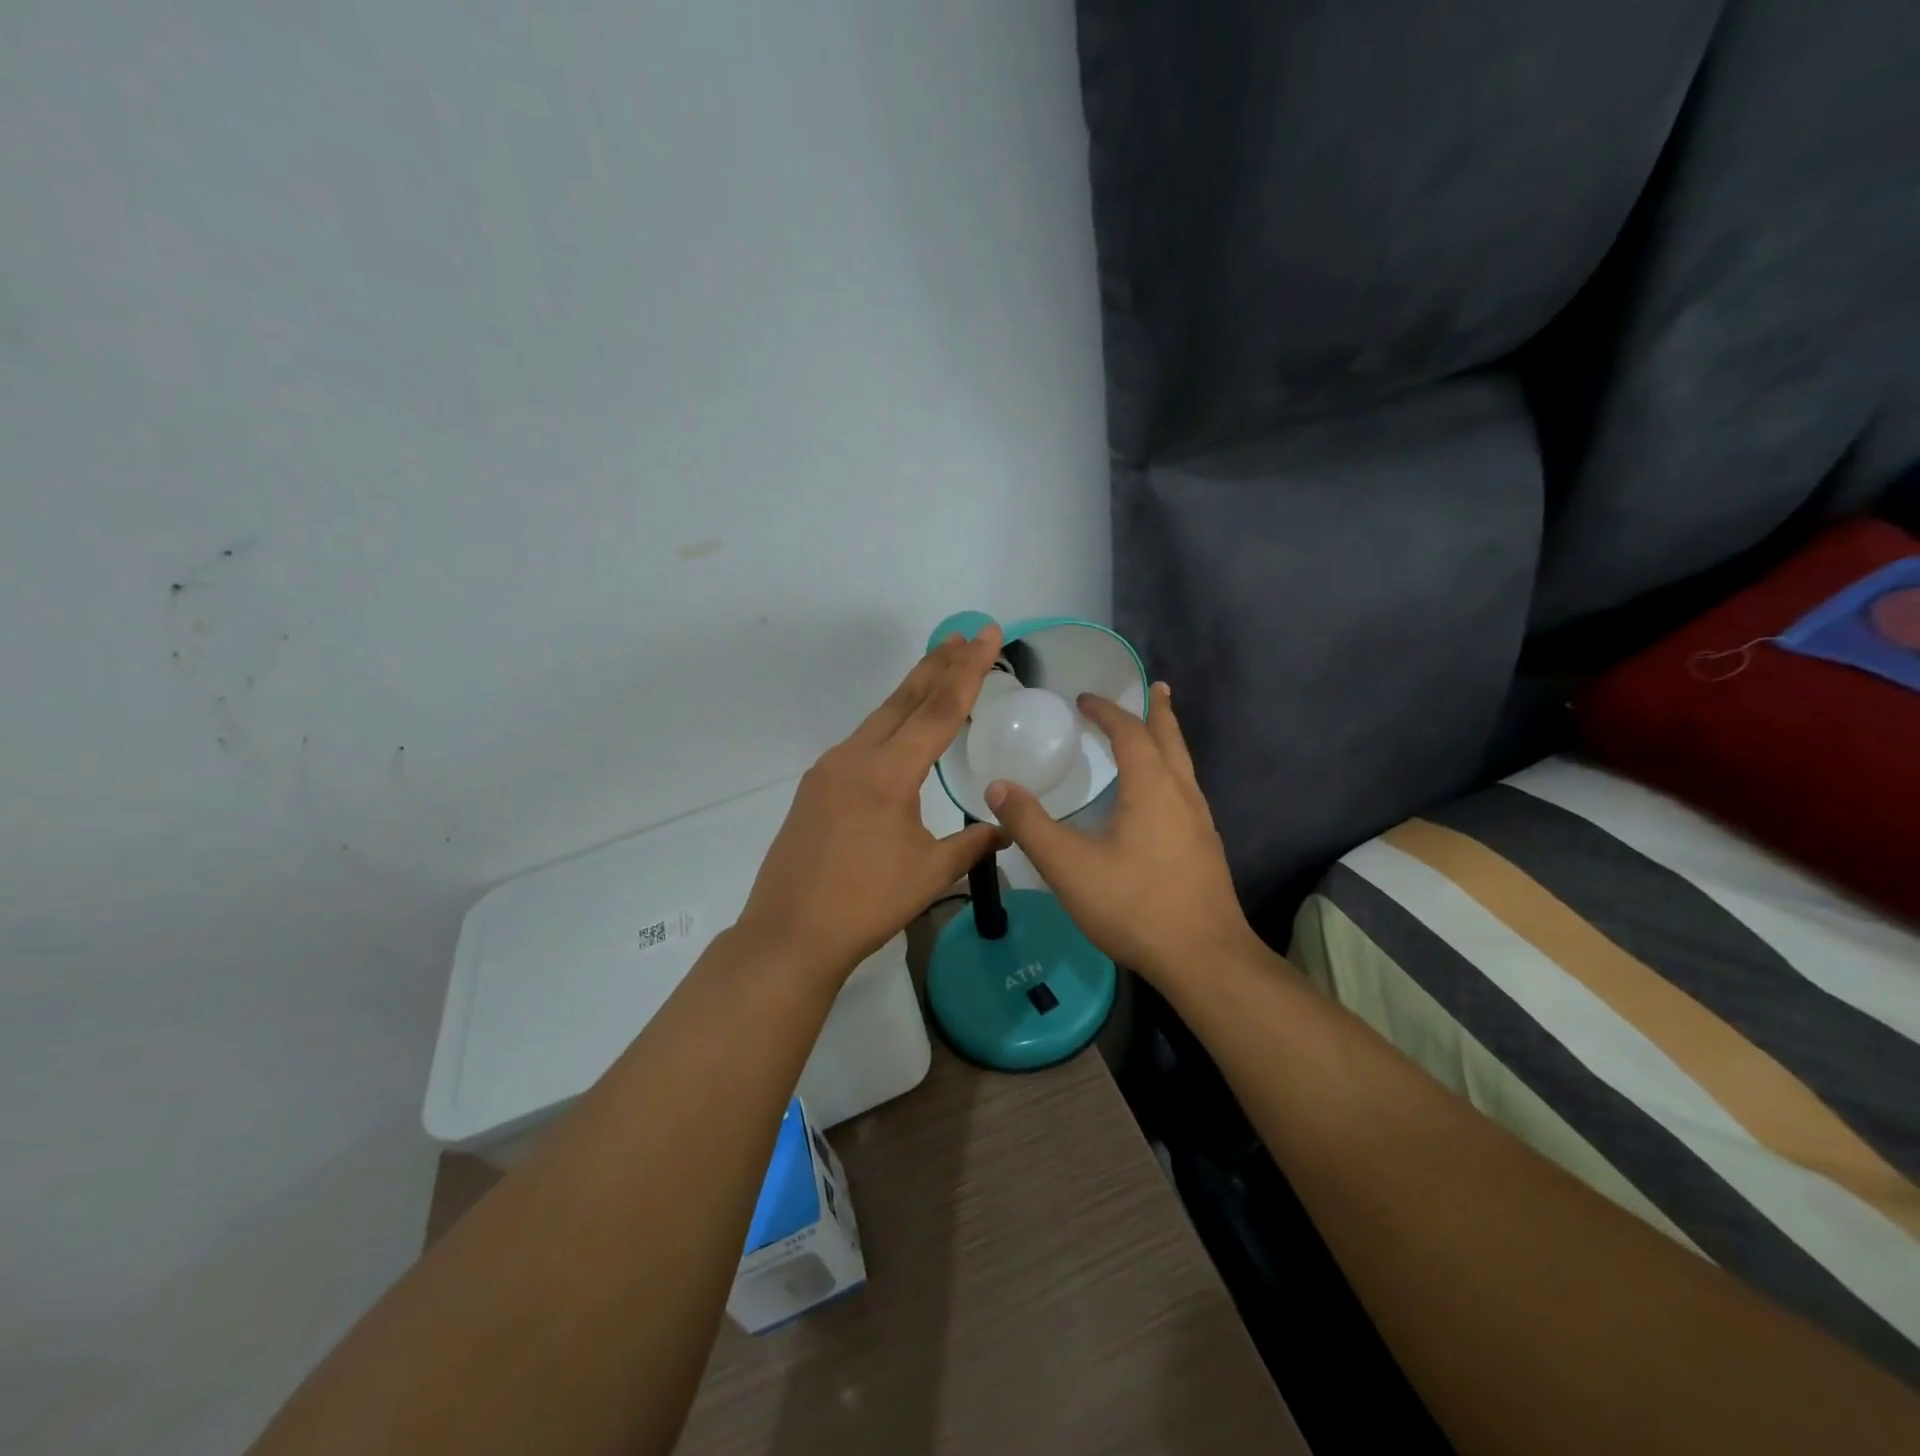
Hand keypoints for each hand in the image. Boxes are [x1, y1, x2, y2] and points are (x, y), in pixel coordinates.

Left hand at [737, 629, 1005, 981]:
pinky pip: (861, 741)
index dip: (968, 671)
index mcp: (888, 773)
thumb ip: (972, 844)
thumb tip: (1005, 828)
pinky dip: (889, 724)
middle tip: (965, 636)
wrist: (789, 934)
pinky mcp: (815, 786)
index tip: (986, 636)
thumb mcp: (930, 874)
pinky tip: (899, 733)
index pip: (939, 710)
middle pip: (905, 700)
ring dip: (912, 691)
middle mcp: (855, 757)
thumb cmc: (866, 904)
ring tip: (938, 670)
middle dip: (938, 665)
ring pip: (879, 717)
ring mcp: (829, 769)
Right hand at [985, 683, 1254, 985]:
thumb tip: (997, 787)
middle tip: (1153, 687)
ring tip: (1157, 731)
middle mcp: (1182, 794)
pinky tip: (1160, 797)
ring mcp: (1200, 822)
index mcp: (1152, 787)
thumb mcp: (1068, 865)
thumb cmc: (1134, 904)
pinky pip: (1186, 792)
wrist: (1203, 958)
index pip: (1130, 732)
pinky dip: (1171, 772)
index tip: (1084, 699)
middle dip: (1158, 711)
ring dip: (1168, 741)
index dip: (1107, 712)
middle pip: (1170, 739)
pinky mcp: (1205, 849)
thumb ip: (1030, 825)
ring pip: (1184, 766)